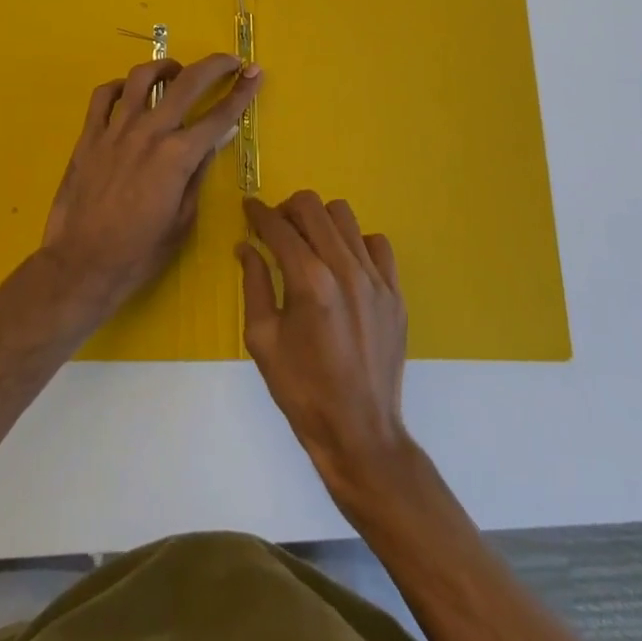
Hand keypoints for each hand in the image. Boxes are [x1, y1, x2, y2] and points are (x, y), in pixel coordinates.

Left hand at [41, 54, 262, 325]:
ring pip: (142, 77)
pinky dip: (121, 86)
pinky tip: (130, 92)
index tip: (255, 72)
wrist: (81, 266)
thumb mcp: (183, 220)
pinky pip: (104, 95)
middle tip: (230, 61)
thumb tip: (214, 141)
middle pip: (188, 82)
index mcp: (178, 156)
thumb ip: (198, 173)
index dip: (242, 91)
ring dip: (165, 67)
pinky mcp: (89, 135)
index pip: (220, 115)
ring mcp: (115, 130)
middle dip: (215, 66)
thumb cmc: (139, 253)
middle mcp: (149, 132)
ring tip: (176, 71)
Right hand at [239, 192, 409, 492]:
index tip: (249, 208)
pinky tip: (344, 264)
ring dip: (320, 221)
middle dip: (287, 209)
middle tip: (276, 227)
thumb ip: (254, 284)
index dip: (258, 212)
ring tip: (310, 243)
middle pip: (312, 207)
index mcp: (309, 281)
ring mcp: (376, 278)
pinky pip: (377, 243)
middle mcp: (345, 268)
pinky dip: (356, 243)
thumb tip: (246, 246)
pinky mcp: (395, 292)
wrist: (360, 433)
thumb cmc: (303, 390)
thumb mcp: (262, 340)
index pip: (278, 227)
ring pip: (345, 216)